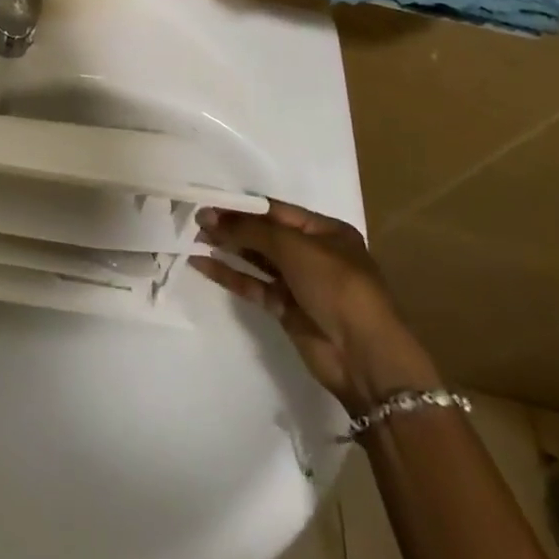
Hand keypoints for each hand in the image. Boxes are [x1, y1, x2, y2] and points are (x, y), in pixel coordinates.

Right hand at [193, 199, 439, 412]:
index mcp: (325, 232)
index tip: (209, 201)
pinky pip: (252, 285)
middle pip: (264, 234)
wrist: (365, 357)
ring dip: (227, 248)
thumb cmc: (336, 286)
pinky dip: (229, 274)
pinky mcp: (286, 309)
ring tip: (193, 237)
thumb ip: (251, 230)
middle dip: (232, 226)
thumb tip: (210, 217)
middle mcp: (312, 254)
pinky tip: (202, 264)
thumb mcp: (294, 247)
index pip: (275, 211)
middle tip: (196, 219)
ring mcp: (299, 283)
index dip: (242, 206)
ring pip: (256, 259)